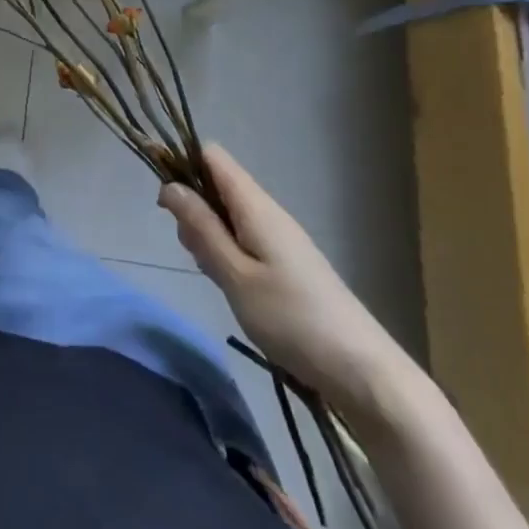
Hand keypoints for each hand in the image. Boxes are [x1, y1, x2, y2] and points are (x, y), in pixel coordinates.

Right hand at [159, 144, 406, 419]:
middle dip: (193, 210)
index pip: (212, 156)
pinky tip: (232, 287)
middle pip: (217, 185)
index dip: (183, 165)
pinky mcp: (288, 263)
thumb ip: (201, 228)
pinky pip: (245, 240)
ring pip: (229, 216)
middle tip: (195, 254)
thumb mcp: (235, 275)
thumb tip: (169, 186)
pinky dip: (228, 254)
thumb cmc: (292, 319)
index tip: (165, 203)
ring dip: (210, 236)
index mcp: (255, 206)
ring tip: (215, 277)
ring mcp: (281, 238)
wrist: (364, 371)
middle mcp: (268, 212)